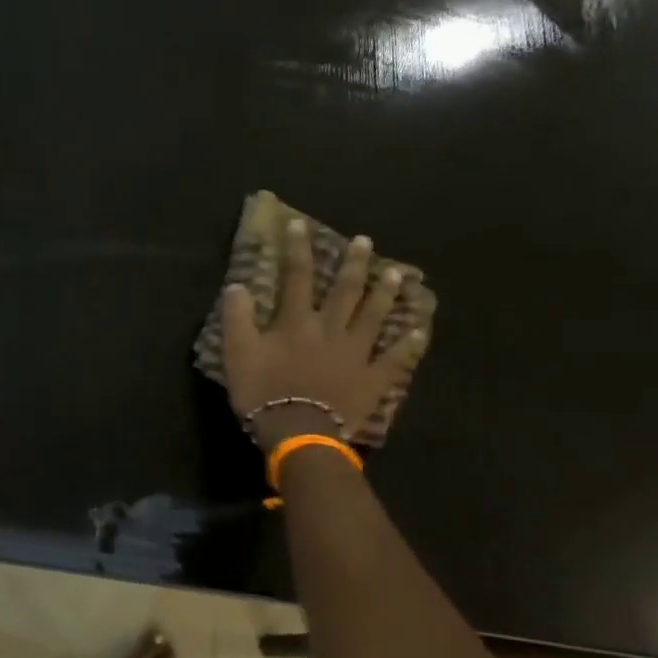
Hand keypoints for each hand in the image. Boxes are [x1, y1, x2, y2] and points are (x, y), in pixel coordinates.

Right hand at [219, 217, 427, 449]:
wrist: (299, 433)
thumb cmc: (264, 394)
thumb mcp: (237, 355)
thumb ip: (237, 318)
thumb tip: (237, 286)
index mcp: (297, 322)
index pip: (296, 276)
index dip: (297, 249)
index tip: (299, 224)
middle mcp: (331, 329)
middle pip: (345, 290)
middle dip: (353, 263)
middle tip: (365, 241)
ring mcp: (357, 353)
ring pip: (374, 316)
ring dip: (385, 293)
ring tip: (397, 274)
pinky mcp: (373, 379)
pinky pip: (396, 359)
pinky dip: (409, 344)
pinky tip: (420, 330)